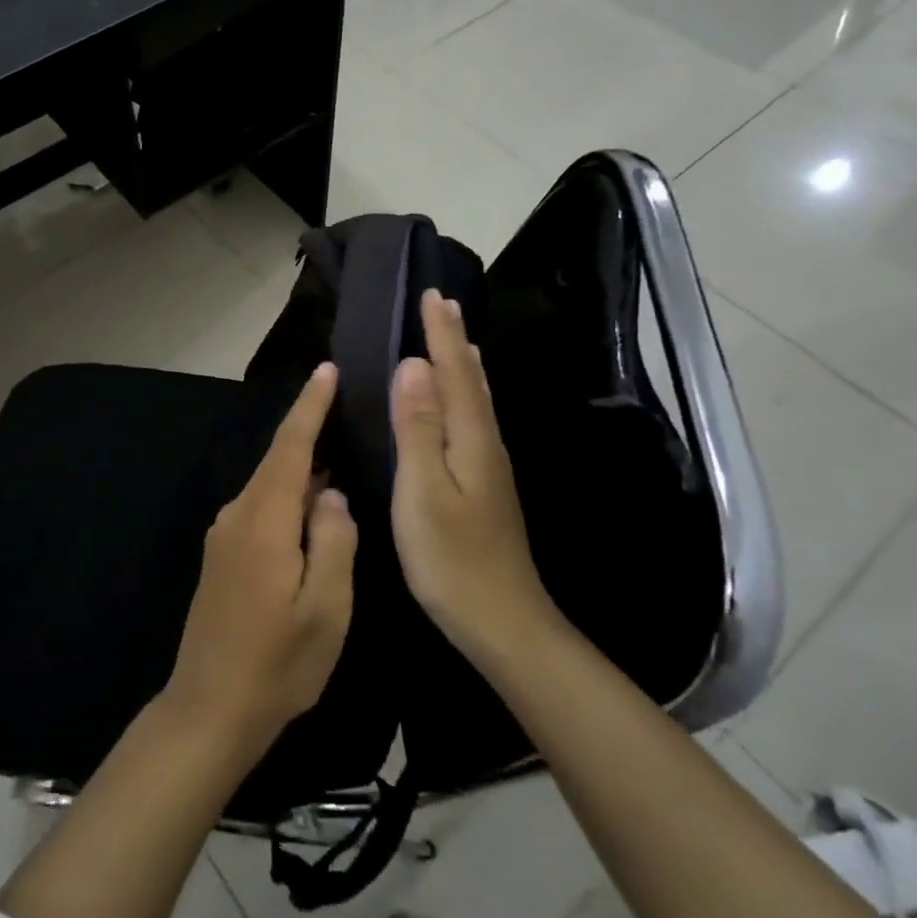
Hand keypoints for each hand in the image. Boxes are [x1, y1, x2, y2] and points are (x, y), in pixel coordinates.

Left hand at [163, 363, 357, 759]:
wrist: (208, 709)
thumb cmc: (276, 665)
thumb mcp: (326, 610)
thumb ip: (334, 543)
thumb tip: (332, 494)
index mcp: (264, 522)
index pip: (290, 447)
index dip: (310, 406)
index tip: (327, 370)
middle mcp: (238, 515)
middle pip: (277, 459)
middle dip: (307, 427)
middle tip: (344, 403)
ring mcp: (224, 534)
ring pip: (268, 483)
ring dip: (300, 463)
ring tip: (337, 448)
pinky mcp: (222, 554)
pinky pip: (260, 506)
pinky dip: (287, 492)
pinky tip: (311, 504)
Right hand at [391, 290, 559, 677]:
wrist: (504, 623)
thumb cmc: (453, 559)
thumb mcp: (423, 490)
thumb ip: (417, 427)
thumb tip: (412, 365)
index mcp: (470, 438)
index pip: (454, 372)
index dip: (440, 334)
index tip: (431, 295)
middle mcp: (486, 443)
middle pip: (470, 380)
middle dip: (454, 340)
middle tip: (442, 305)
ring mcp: (490, 467)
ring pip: (476, 400)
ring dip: (462, 365)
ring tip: (456, 340)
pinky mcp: (485, 486)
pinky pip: (473, 420)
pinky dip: (465, 396)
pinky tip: (461, 405)